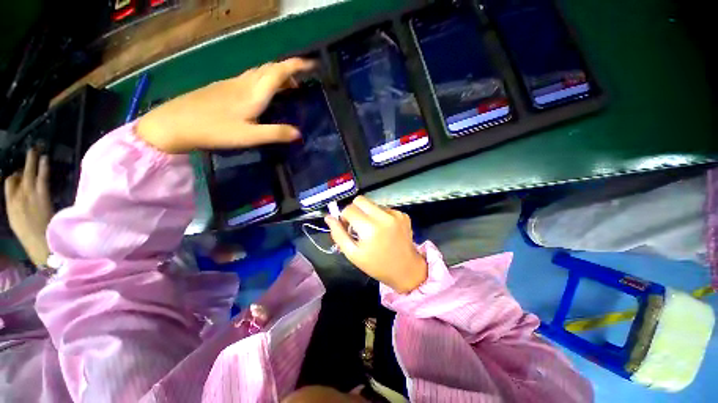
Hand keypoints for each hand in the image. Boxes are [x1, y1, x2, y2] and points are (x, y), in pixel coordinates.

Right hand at [4, 149, 52, 266]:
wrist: (40, 244)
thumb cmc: (30, 236)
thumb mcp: (17, 220)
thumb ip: (17, 206)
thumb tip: (20, 192)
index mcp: (9, 204)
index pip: (9, 183)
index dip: (14, 175)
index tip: (19, 170)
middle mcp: (17, 197)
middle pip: (17, 176)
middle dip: (22, 163)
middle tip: (28, 150)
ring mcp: (29, 195)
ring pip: (29, 173)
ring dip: (31, 160)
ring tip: (35, 149)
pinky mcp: (42, 196)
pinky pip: (42, 178)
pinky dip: (43, 167)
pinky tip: (45, 158)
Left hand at [136, 58, 314, 153]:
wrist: (174, 124)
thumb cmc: (214, 129)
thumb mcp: (249, 136)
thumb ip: (276, 133)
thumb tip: (299, 134)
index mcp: (253, 92)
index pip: (279, 72)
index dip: (296, 65)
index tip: (311, 64)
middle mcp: (244, 83)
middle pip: (270, 68)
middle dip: (288, 70)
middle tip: (301, 83)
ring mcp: (231, 83)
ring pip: (259, 72)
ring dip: (276, 75)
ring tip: (286, 88)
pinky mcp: (223, 87)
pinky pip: (250, 78)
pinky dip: (263, 80)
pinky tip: (262, 93)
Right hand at [325, 196, 427, 293]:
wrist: (406, 270)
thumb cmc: (376, 265)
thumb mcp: (353, 254)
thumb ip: (338, 234)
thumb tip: (328, 217)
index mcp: (370, 228)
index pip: (349, 209)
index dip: (344, 217)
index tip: (348, 228)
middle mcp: (384, 216)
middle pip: (360, 200)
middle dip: (355, 210)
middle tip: (357, 225)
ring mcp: (396, 214)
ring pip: (372, 204)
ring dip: (368, 213)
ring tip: (373, 230)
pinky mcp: (403, 215)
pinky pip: (384, 208)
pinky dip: (380, 216)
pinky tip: (384, 230)